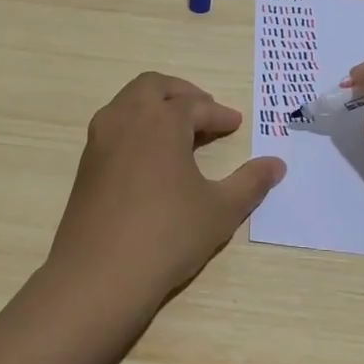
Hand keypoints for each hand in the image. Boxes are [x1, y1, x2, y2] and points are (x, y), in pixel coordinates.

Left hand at [50, 72, 285, 313]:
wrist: (98, 276)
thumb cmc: (166, 236)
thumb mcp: (220, 210)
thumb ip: (250, 182)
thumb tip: (277, 164)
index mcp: (162, 120)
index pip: (196, 106)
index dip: (219, 114)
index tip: (235, 124)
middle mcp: (128, 117)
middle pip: (155, 86)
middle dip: (183, 94)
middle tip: (205, 111)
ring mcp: (101, 138)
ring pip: (129, 101)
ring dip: (156, 105)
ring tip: (180, 130)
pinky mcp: (86, 162)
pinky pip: (115, 124)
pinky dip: (136, 124)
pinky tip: (151, 154)